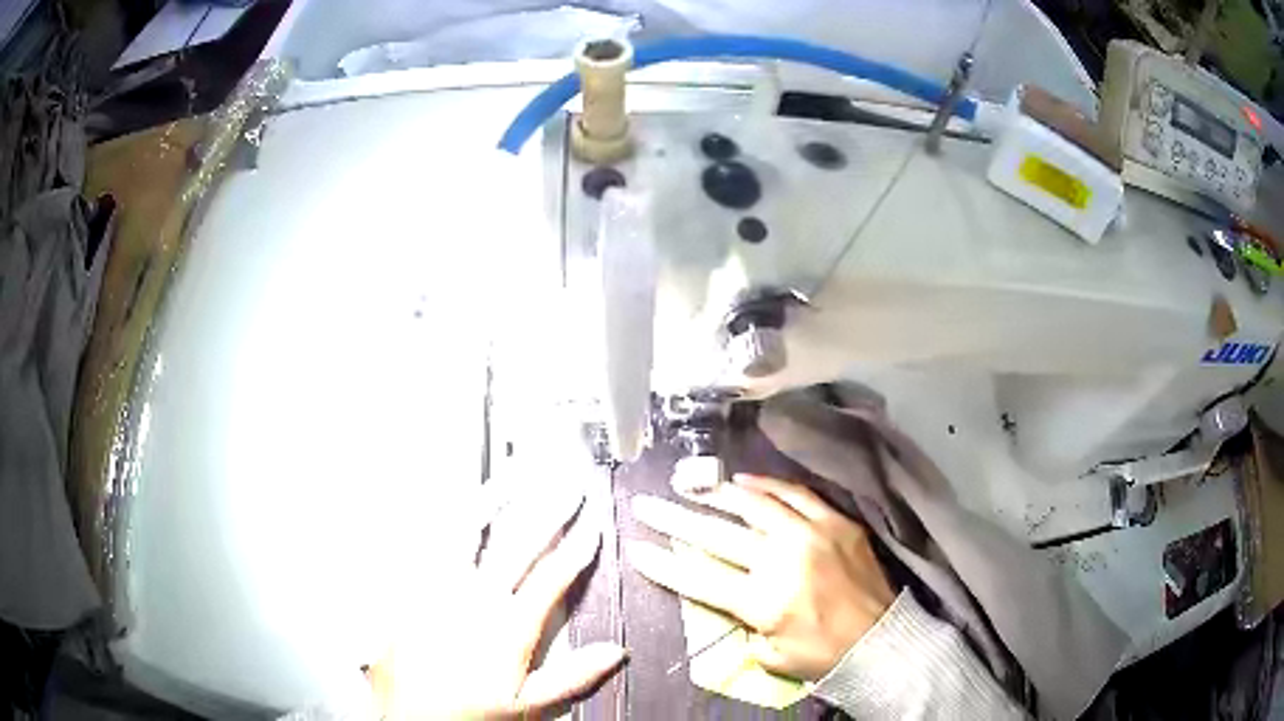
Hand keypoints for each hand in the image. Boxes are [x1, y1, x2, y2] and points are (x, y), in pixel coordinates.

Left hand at [369, 487, 626, 718]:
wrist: (410, 717)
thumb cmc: (466, 713)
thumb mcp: (527, 704)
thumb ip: (573, 675)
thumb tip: (615, 653)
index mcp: (508, 626)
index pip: (552, 577)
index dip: (577, 549)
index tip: (592, 527)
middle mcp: (475, 599)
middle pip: (518, 544)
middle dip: (549, 512)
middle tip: (567, 488)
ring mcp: (439, 588)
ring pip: (468, 531)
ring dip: (493, 499)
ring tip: (512, 476)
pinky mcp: (411, 588)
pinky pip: (428, 544)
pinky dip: (445, 521)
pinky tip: (452, 505)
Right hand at [629, 474, 893, 681]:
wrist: (881, 641)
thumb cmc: (823, 656)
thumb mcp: (771, 655)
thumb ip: (744, 626)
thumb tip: (730, 597)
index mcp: (763, 602)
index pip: (699, 579)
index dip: (663, 565)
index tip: (636, 548)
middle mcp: (783, 561)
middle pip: (717, 536)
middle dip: (675, 520)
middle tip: (647, 505)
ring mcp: (812, 535)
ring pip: (755, 505)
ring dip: (718, 495)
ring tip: (693, 487)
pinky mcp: (836, 523)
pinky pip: (797, 495)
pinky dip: (768, 486)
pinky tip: (747, 480)